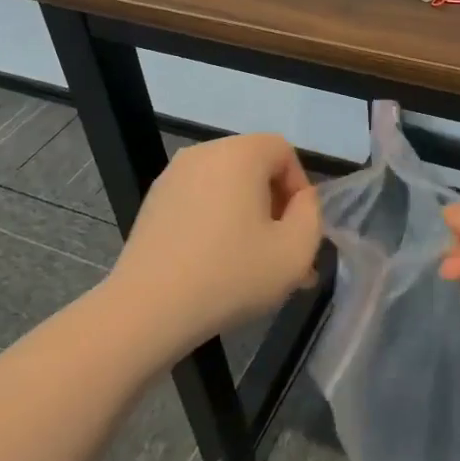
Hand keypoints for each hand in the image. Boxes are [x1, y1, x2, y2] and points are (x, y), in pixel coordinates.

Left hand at [112, 133, 321, 354]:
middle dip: (274, 207)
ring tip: (254, 265)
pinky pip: (200, 201)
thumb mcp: (295, 252)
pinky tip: (217, 265)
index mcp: (239, 154)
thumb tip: (301, 200)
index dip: (300, 188)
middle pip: (254, 168)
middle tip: (282, 253)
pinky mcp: (154, 202)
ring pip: (227, 188)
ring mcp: (173, 176)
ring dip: (247, 218)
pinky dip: (216, 223)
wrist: (148, 309)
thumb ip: (312, 215)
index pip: (283, 151)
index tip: (298, 230)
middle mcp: (204, 153)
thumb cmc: (230, 275)